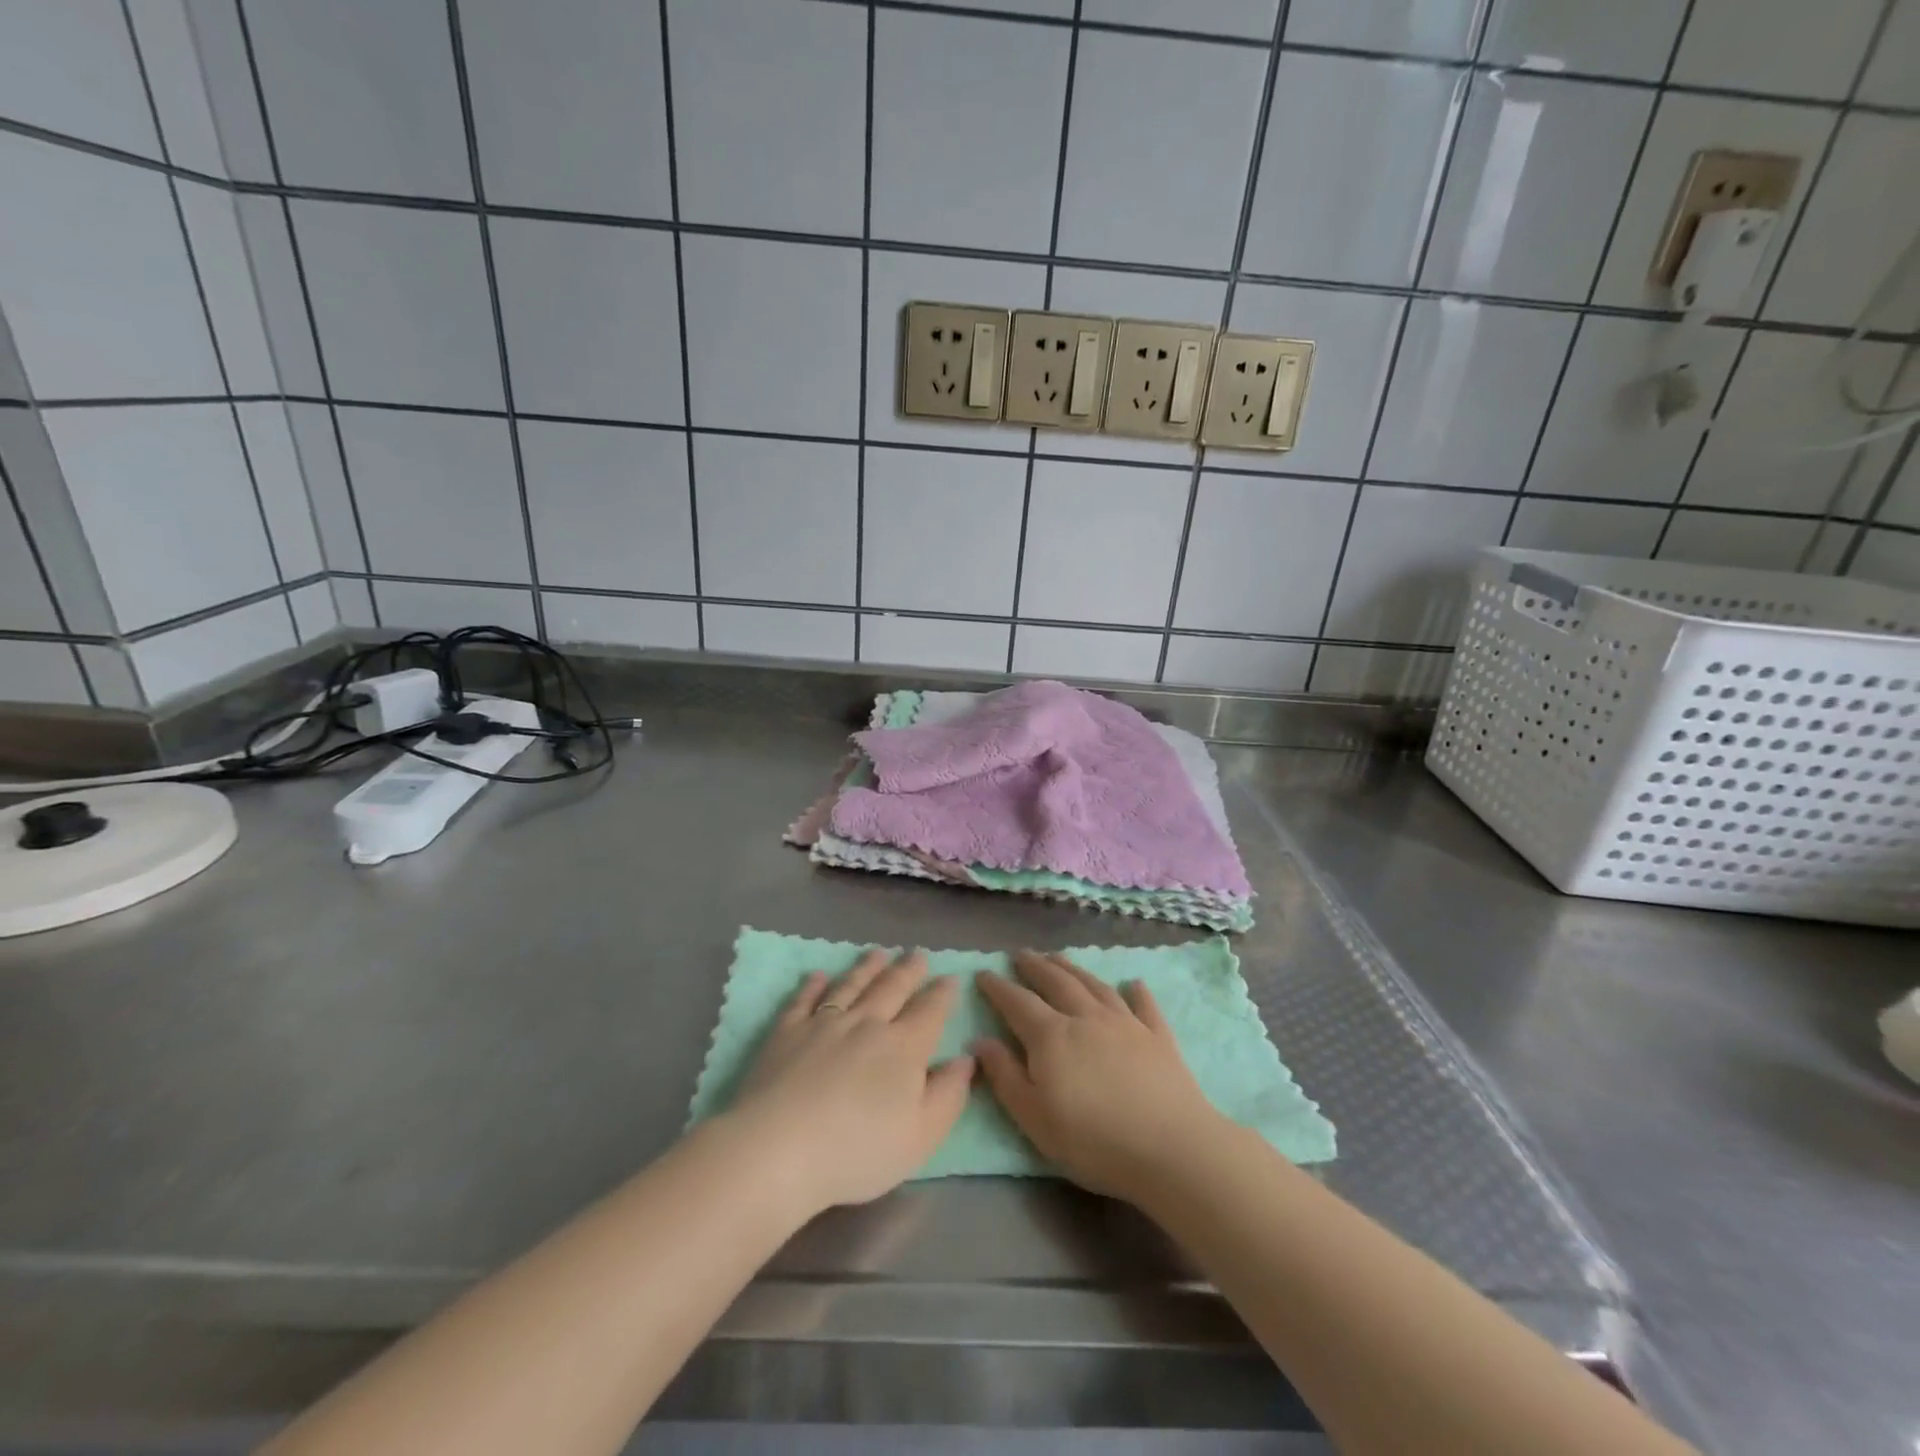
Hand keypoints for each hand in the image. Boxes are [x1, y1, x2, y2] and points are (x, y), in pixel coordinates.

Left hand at [727, 948, 973, 1214]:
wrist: (780, 1148)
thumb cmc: (858, 1150)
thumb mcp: (921, 1136)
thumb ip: (949, 1095)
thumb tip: (966, 1059)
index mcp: (904, 1048)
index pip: (930, 1011)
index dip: (942, 994)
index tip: (950, 977)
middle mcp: (867, 1024)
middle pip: (892, 988)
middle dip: (908, 970)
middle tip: (918, 953)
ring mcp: (824, 1023)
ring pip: (852, 985)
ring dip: (867, 968)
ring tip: (878, 953)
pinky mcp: (786, 1032)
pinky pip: (804, 1000)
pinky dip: (814, 985)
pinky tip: (819, 975)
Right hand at [974, 950, 1227, 1200]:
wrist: (1171, 1148)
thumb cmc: (1094, 1141)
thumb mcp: (1034, 1119)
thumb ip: (1005, 1077)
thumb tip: (980, 1041)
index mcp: (1051, 1036)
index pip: (1017, 1002)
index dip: (998, 987)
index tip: (983, 973)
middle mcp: (1086, 1017)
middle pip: (1056, 982)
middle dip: (1035, 966)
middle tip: (1021, 954)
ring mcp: (1125, 1023)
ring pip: (1093, 985)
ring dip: (1073, 968)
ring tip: (1058, 958)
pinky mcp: (1158, 1036)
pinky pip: (1143, 1005)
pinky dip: (1136, 991)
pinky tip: (1133, 983)